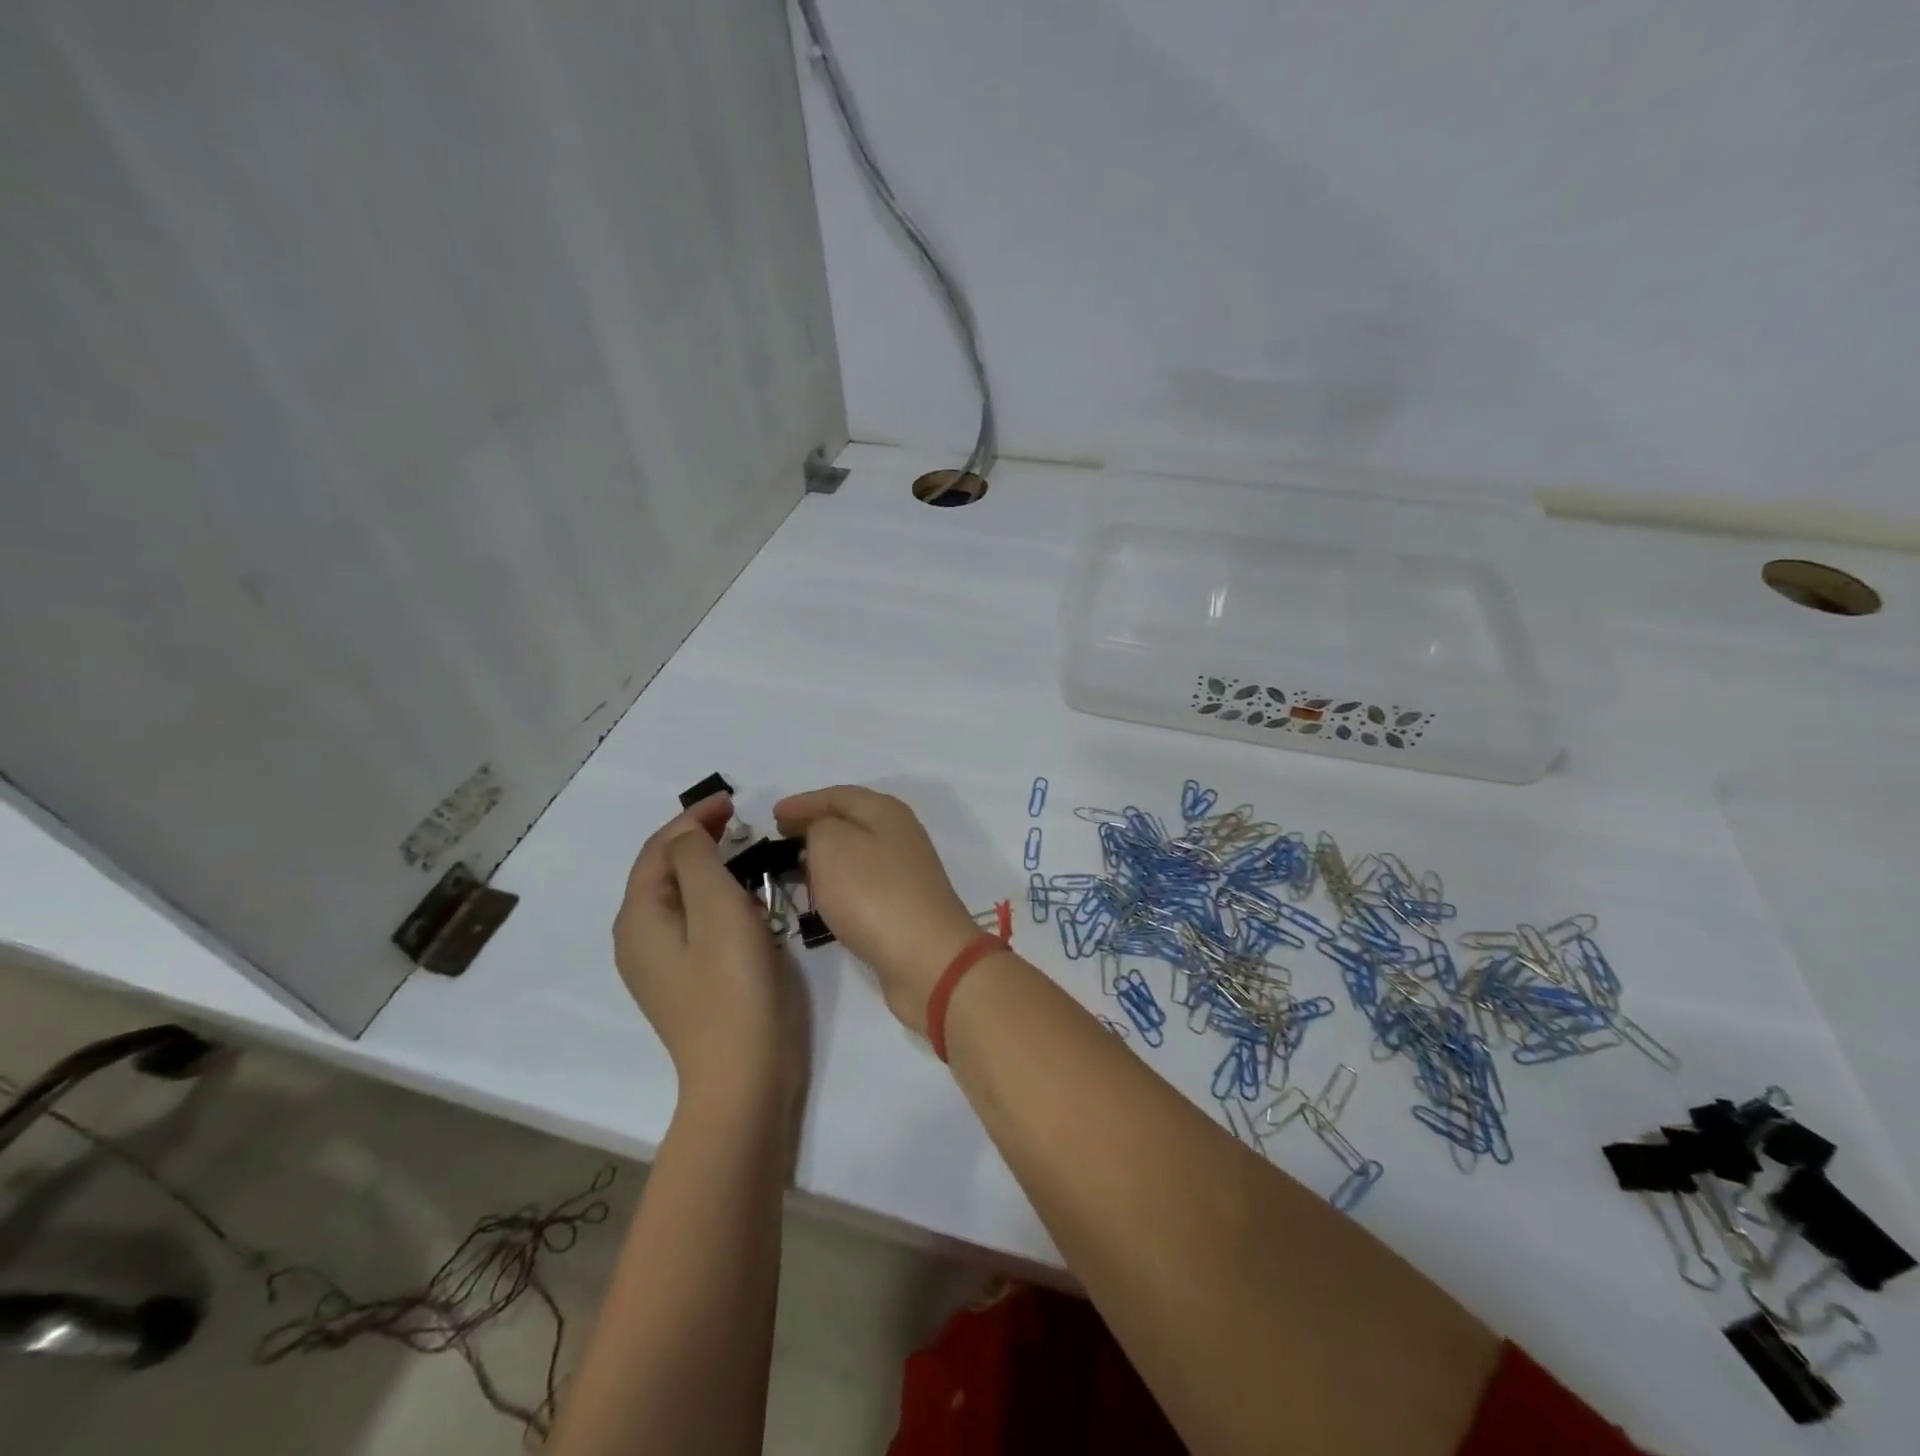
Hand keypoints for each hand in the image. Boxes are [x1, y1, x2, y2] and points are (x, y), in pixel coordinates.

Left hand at [613, 794, 804, 1101]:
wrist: (743, 1076)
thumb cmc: (734, 986)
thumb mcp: (717, 909)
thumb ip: (697, 861)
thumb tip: (689, 835)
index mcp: (639, 918)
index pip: (658, 849)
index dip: (692, 818)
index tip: (734, 800)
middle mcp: (638, 939)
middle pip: (663, 872)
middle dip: (697, 839)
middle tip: (740, 821)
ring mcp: (660, 965)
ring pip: (679, 897)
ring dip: (707, 866)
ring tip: (744, 851)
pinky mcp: (686, 982)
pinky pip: (693, 922)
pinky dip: (714, 897)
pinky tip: (742, 897)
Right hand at [774, 786, 984, 1035]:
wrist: (925, 957)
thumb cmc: (873, 893)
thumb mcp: (832, 845)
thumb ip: (818, 827)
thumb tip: (821, 834)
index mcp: (886, 811)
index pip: (838, 795)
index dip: (804, 802)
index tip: (772, 815)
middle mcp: (900, 835)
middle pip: (851, 822)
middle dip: (814, 827)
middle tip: (780, 839)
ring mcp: (905, 872)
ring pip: (857, 854)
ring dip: (826, 857)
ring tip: (794, 867)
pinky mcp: (904, 906)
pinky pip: (862, 884)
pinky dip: (839, 884)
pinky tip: (823, 897)